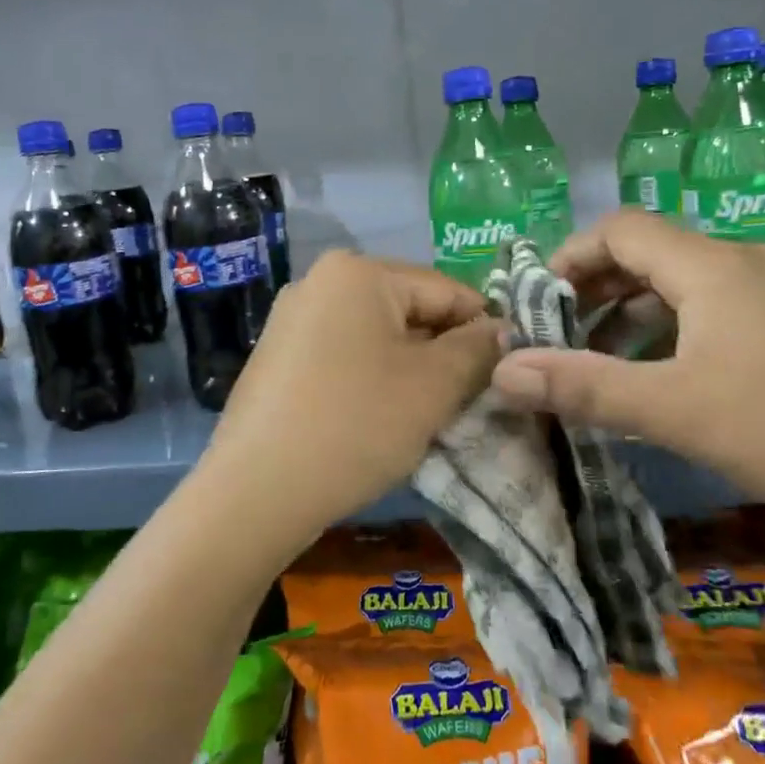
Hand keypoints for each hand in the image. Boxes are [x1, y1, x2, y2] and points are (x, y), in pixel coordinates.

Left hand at [198, 251, 501, 542]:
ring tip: (425, 413)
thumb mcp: (434, 386)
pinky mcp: (277, 357)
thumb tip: (502, 331)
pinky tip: (378, 418)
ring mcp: (291, 319)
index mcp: (357, 272)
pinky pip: (344, 355)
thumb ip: (478, 349)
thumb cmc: (356, 424)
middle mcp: (318, 281)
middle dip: (443, 351)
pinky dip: (372, 378)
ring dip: (409, 369)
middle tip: (468, 399)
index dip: (484, 328)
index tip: (509, 371)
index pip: (446, 289)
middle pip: (408, 309)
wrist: (256, 491)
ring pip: (376, 335)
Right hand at [488, 212, 764, 532]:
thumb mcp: (675, 411)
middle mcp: (742, 262)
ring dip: (627, 311)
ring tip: (594, 357)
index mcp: (713, 267)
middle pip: (647, 250)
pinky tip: (656, 374)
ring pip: (678, 281)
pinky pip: (709, 307)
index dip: (567, 256)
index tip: (535, 305)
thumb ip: (584, 386)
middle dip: (591, 287)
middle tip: (555, 334)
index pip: (619, 228)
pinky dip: (667, 328)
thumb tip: (502, 372)